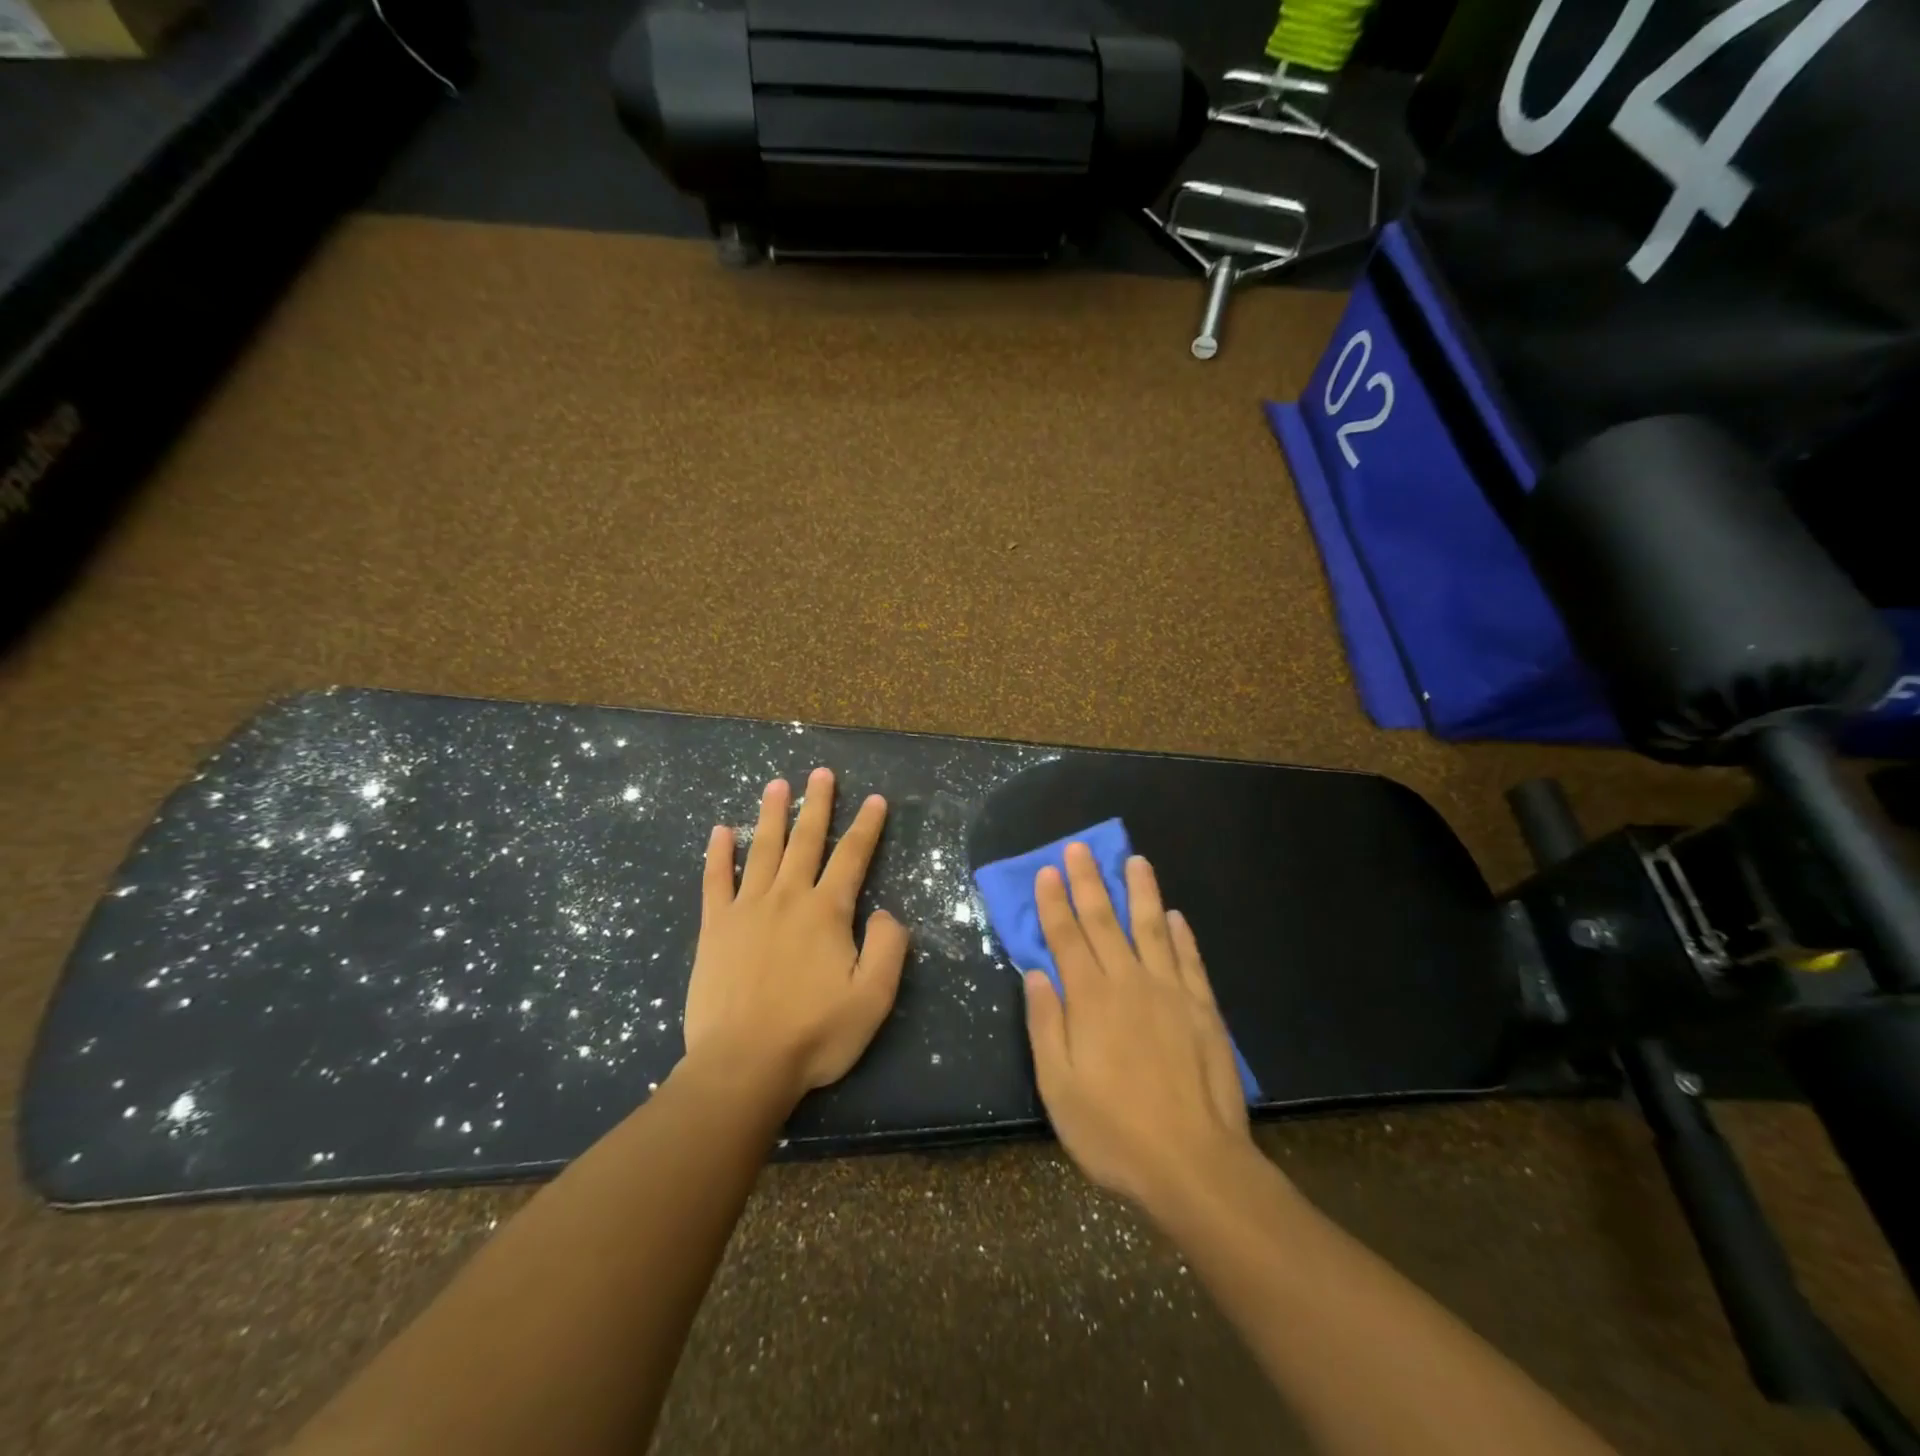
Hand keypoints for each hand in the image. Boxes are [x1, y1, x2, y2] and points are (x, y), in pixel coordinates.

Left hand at [683, 767, 908, 1106]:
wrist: (743, 1065)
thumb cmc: (814, 1034)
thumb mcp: (873, 999)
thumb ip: (889, 949)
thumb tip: (887, 913)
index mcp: (827, 912)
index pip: (852, 857)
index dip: (867, 826)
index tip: (876, 799)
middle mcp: (788, 898)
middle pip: (806, 840)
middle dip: (818, 804)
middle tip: (822, 773)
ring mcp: (747, 909)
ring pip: (762, 850)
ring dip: (771, 815)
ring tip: (776, 784)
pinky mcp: (715, 928)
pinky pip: (716, 881)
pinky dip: (718, 854)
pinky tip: (720, 830)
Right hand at [1022, 844, 1257, 1213]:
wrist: (1195, 1164)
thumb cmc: (1114, 1131)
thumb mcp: (1059, 1087)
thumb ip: (1045, 1025)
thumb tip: (1037, 973)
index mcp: (1090, 1000)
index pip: (1067, 938)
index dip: (1055, 903)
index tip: (1048, 870)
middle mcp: (1129, 983)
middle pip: (1105, 921)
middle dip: (1089, 882)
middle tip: (1081, 848)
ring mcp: (1170, 992)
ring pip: (1152, 929)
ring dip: (1141, 892)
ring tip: (1136, 861)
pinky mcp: (1202, 1009)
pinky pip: (1189, 960)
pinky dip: (1182, 935)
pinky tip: (1175, 916)